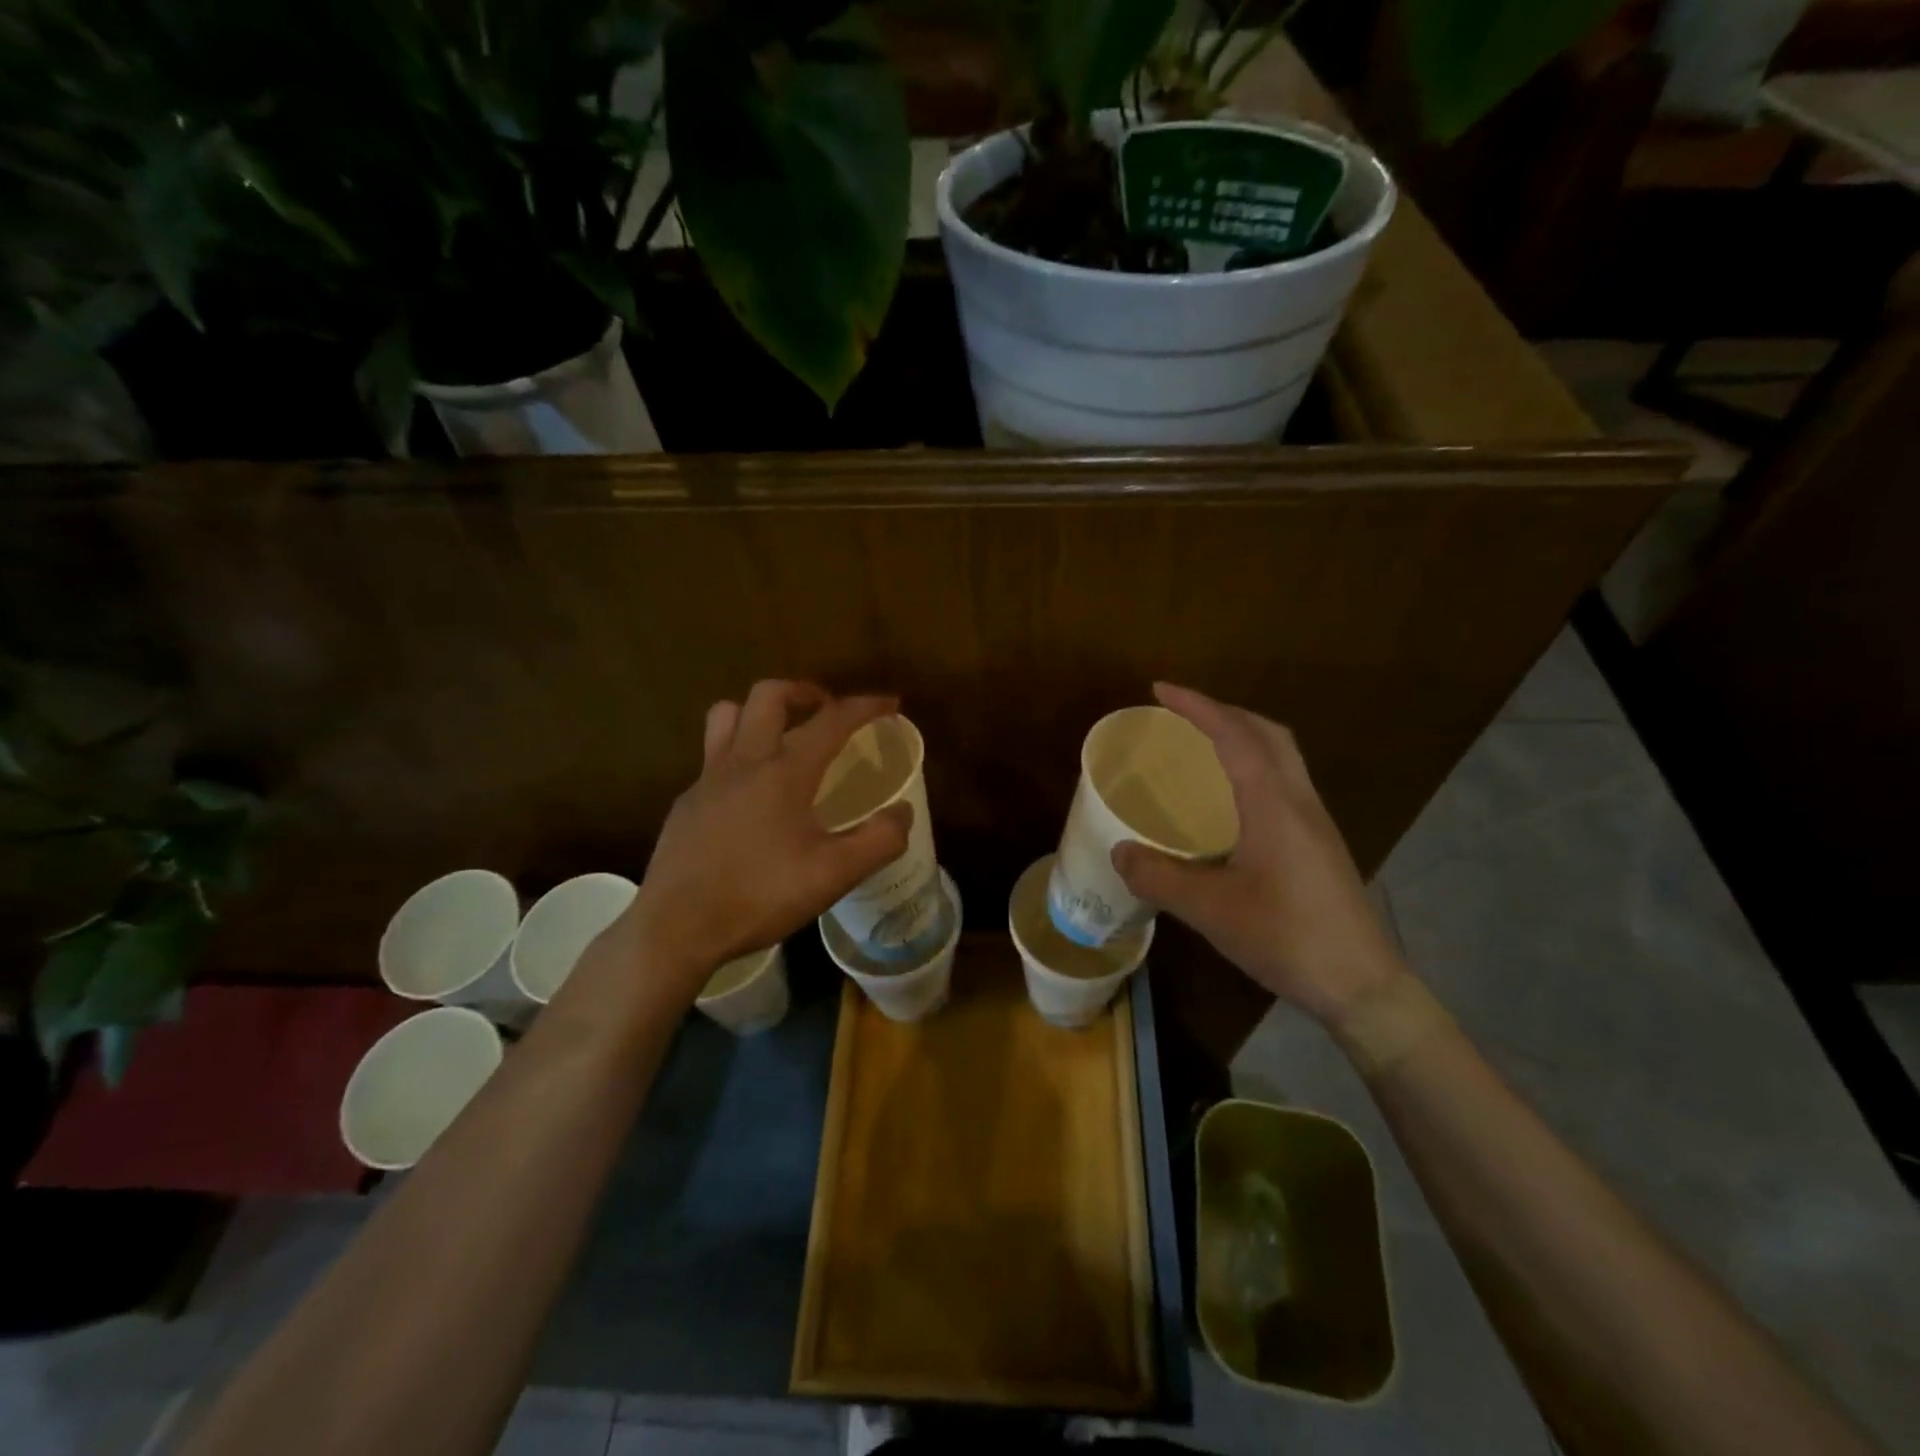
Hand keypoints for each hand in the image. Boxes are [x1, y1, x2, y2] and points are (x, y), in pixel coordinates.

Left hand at [628, 681, 911, 992]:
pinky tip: (750, 793)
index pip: (831, 720)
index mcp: (784, 771)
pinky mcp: (686, 803)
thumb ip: (878, 840)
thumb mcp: (834, 875)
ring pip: (728, 715)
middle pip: (769, 695)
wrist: (677, 927)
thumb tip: (903, 812)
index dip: (865, 706)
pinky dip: (738, 754)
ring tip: (782, 736)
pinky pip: (712, 757)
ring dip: (759, 712)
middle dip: (805, 691)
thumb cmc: (759, 896)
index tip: (890, 703)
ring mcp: (707, 780)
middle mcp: (743, 761)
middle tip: (827, 711)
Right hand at [1110, 683, 1405, 1026]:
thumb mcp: (1212, 911)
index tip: (1159, 691)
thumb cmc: (1288, 939)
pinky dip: (1253, 767)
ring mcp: (1316, 823)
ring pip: (1282, 756)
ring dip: (1243, 737)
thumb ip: (1160, 878)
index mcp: (1274, 804)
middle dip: (1224, 712)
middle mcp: (1299, 801)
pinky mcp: (1320, 845)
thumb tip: (1119, 852)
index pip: (1235, 734)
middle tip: (1181, 716)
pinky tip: (1230, 802)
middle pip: (1268, 733)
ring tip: (1202, 748)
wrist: (1363, 986)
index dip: (1197, 706)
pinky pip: (1284, 783)